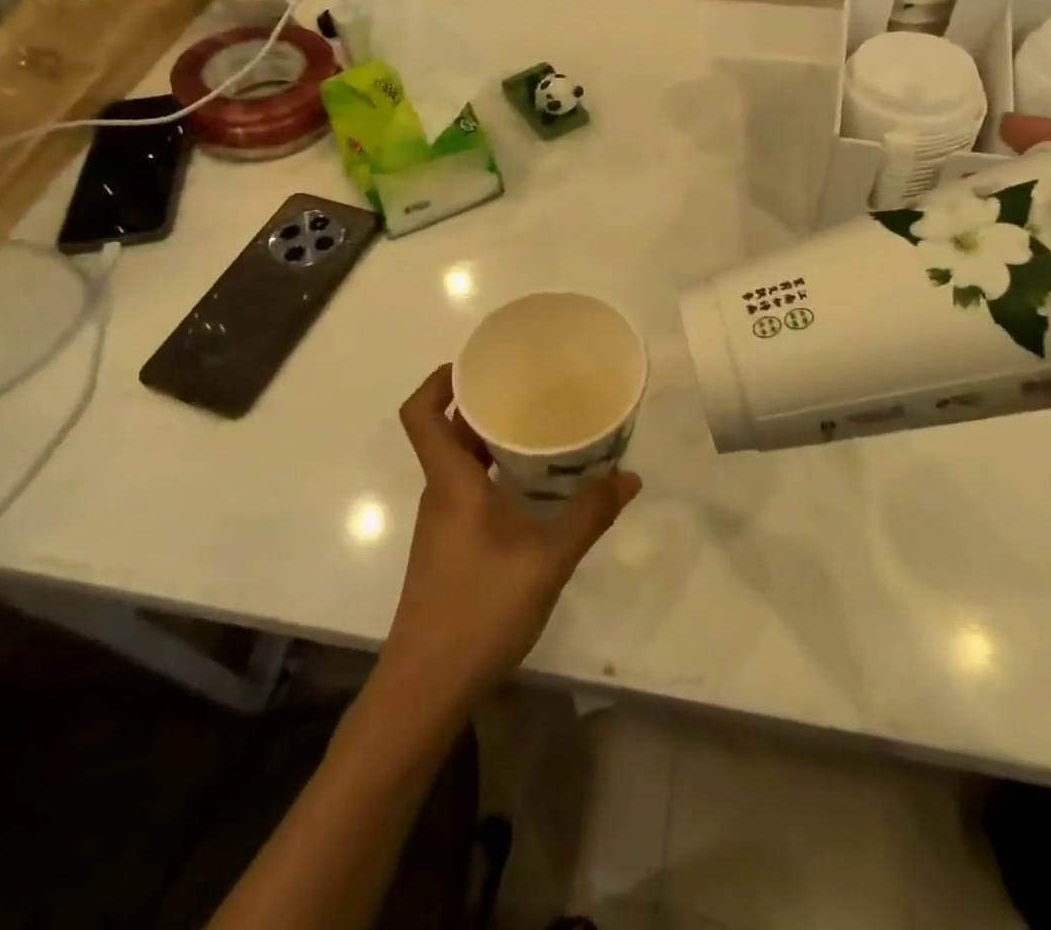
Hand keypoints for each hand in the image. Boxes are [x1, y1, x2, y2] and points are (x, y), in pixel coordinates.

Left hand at [383, 366, 641, 706]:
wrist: (427, 688)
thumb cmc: (480, 610)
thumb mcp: (547, 560)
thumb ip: (589, 515)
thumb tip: (630, 477)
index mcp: (451, 482)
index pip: (421, 415)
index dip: (438, 381)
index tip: (473, 363)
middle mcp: (440, 494)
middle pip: (446, 432)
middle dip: (480, 404)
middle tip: (527, 388)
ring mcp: (442, 523)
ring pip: (459, 464)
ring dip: (489, 441)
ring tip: (538, 428)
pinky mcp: (449, 548)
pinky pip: (467, 491)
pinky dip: (493, 474)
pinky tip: (532, 488)